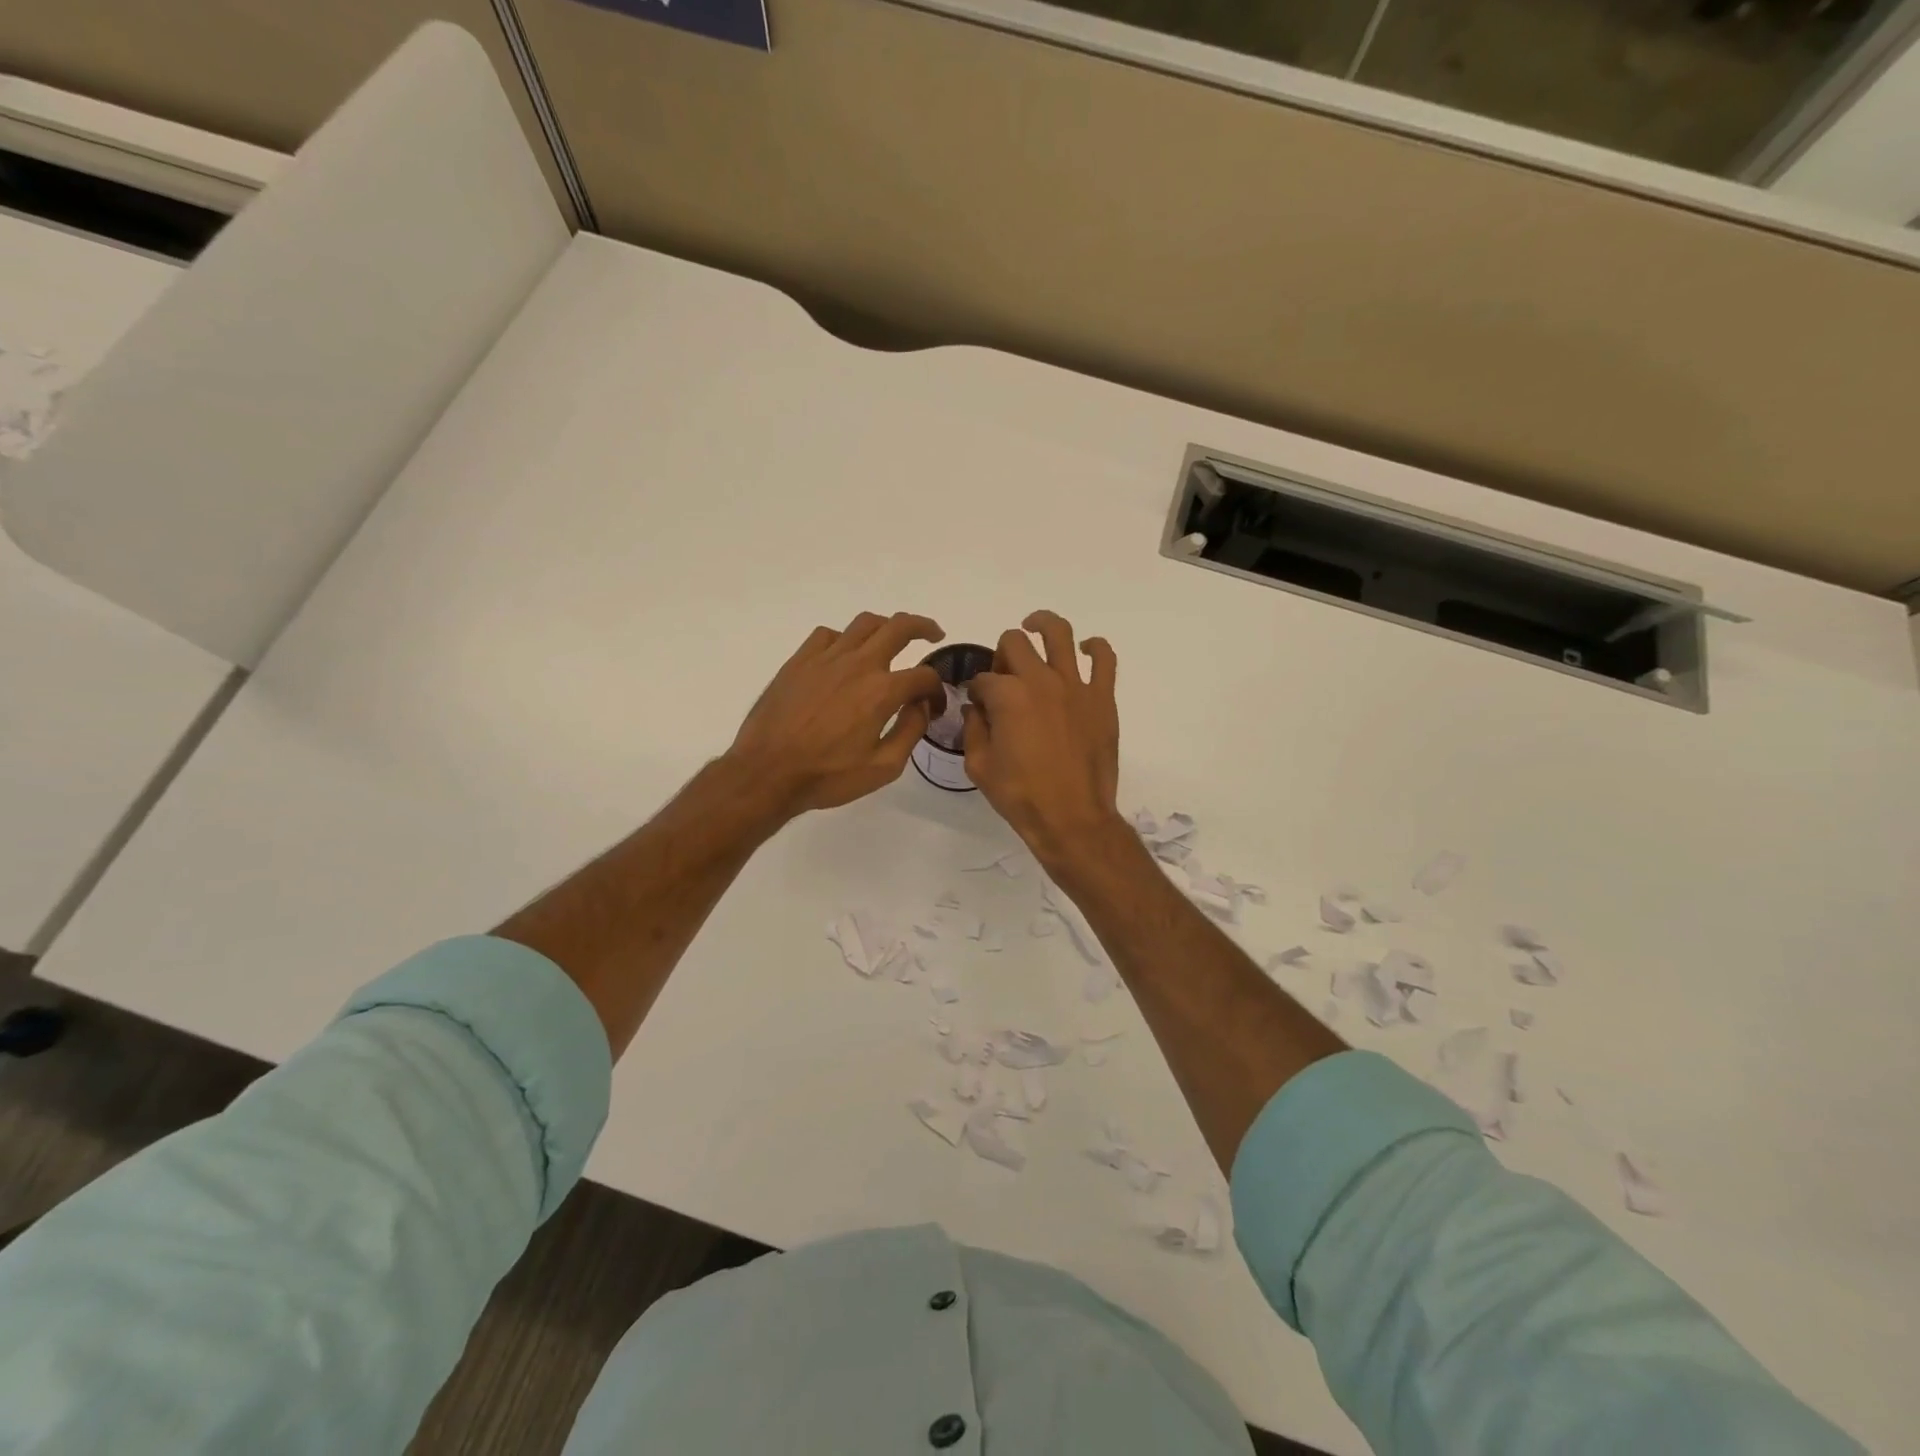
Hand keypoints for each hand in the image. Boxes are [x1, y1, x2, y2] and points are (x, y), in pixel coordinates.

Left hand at [726, 611, 945, 817]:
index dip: (936, 690)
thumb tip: (921, 706)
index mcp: (882, 691)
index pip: (924, 676)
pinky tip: (845, 655)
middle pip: (899, 627)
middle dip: (923, 627)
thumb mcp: (883, 767)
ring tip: (891, 638)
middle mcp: (857, 664)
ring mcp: (825, 658)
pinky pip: (828, 634)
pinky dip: (845, 639)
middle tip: (933, 634)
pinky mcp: (799, 661)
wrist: (766, 773)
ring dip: (886, 626)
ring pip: (864, 623)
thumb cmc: (827, 776)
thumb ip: (910, 731)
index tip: (934, 706)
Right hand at [964, 610, 1124, 866]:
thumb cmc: (1020, 795)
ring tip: (1034, 627)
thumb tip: (976, 707)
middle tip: (1004, 676)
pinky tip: (1084, 650)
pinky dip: (1094, 646)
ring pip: (1058, 633)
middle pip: (1014, 642)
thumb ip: (973, 728)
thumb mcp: (979, 765)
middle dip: (1002, 654)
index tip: (978, 706)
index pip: (982, 678)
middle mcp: (1040, 680)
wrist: (1072, 818)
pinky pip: (1104, 658)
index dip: (975, 690)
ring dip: (1041, 625)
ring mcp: (1075, 685)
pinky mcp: (1102, 697)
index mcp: (1007, 696)